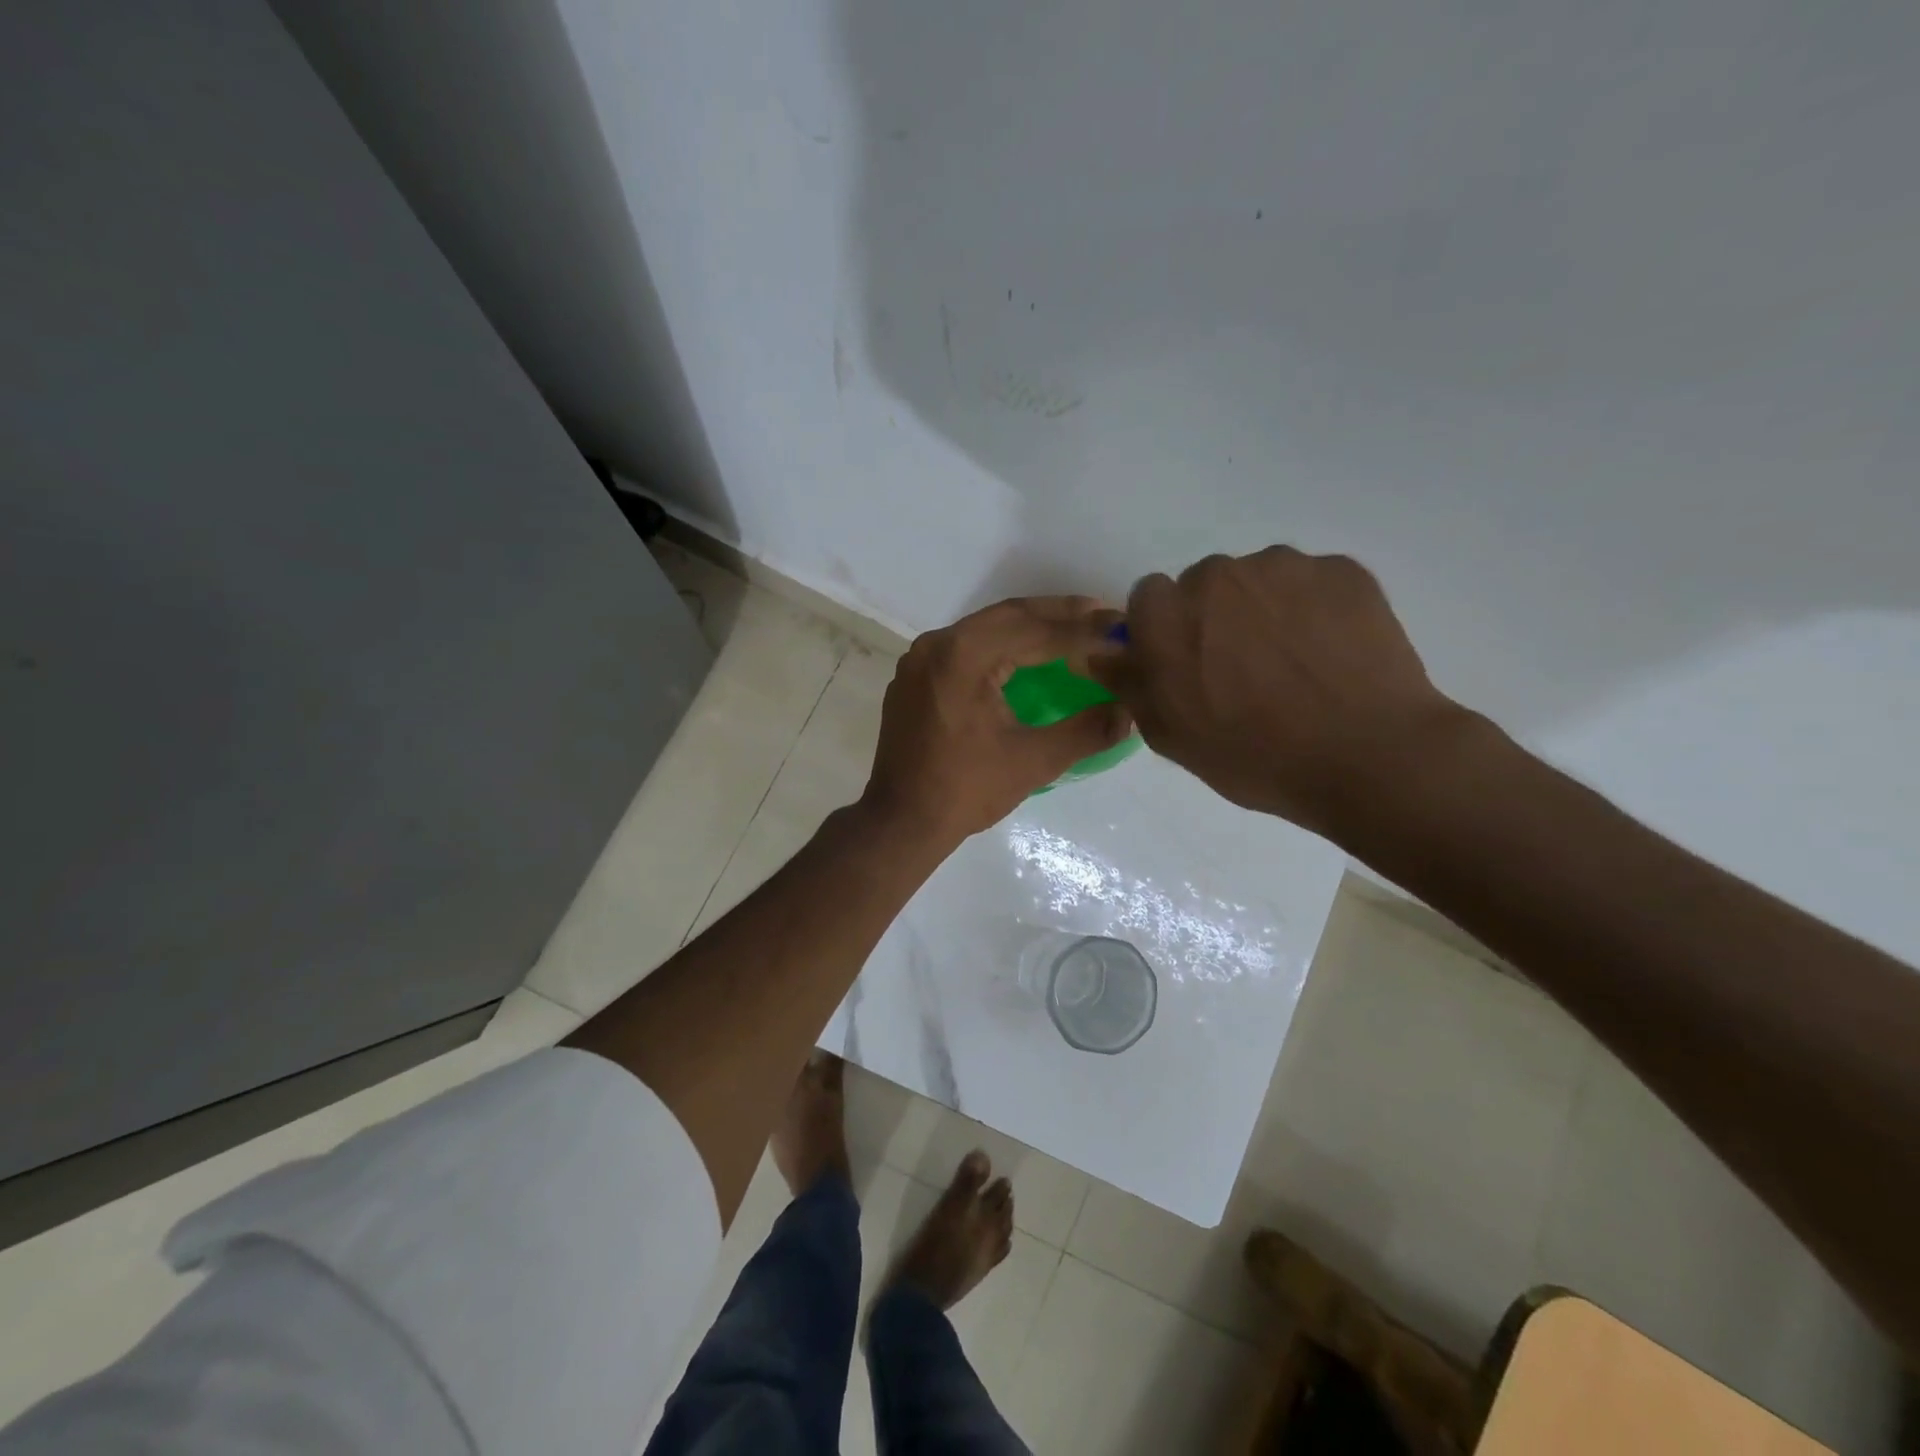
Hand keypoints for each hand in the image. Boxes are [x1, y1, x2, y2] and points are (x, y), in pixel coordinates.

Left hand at [862, 597, 1133, 848]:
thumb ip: (1086, 731)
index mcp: (963, 656)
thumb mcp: (1034, 761)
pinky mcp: (914, 677)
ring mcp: (920, 659)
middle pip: (1009, 616)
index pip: (1035, 630)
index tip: (1121, 629)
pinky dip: (1000, 644)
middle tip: (1105, 616)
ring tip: (1074, 629)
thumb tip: (1129, 711)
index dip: (1083, 630)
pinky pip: (964, 646)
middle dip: (1059, 615)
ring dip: (1030, 626)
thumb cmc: (966, 791)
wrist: (901, 821)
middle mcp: (937, 644)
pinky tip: (1026, 655)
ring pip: (985, 628)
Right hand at [1087, 548, 1463, 839]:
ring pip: (1259, 578)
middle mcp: (1217, 575)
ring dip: (1264, 608)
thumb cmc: (1254, 756)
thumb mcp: (1171, 735)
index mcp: (1167, 615)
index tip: (1187, 665)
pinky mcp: (1342, 569)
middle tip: (1244, 668)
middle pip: (1204, 584)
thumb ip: (1129, 684)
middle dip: (1214, 616)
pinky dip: (1314, 609)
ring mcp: (1284, 567)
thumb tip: (1102, 652)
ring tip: (1295, 662)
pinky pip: (1312, 582)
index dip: (1165, 631)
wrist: (1367, 756)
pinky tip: (1331, 654)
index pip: (1148, 599)